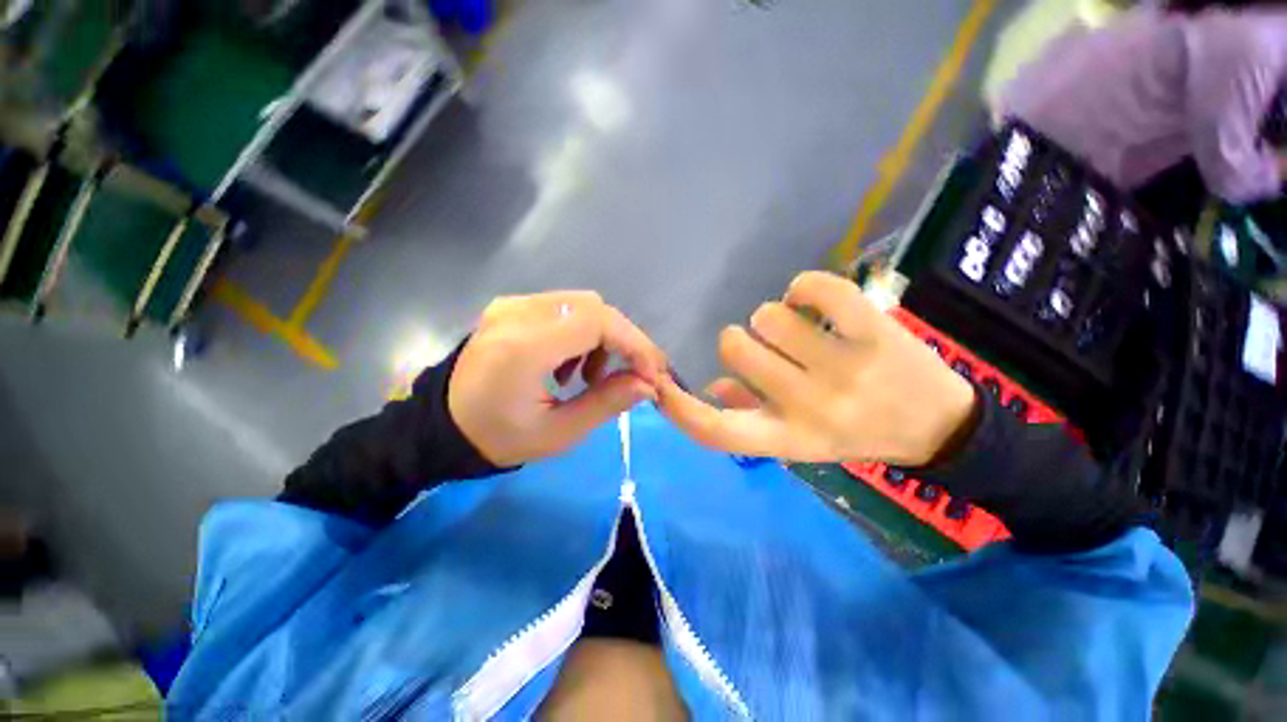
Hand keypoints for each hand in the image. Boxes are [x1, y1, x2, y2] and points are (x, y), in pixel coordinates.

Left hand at [449, 291, 666, 466]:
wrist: (442, 426)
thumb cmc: (498, 438)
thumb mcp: (559, 433)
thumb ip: (607, 403)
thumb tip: (648, 385)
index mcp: (524, 348)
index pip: (597, 322)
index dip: (634, 343)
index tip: (651, 372)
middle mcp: (517, 314)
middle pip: (594, 308)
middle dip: (623, 340)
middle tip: (630, 375)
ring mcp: (511, 305)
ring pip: (581, 305)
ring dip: (601, 336)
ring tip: (592, 376)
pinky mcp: (510, 306)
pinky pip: (562, 308)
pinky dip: (581, 332)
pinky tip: (569, 363)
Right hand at [658, 271, 977, 464]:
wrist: (942, 429)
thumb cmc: (861, 434)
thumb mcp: (800, 440)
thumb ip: (749, 414)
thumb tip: (712, 386)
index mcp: (787, 438)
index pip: (716, 431)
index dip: (679, 409)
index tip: (659, 387)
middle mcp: (808, 407)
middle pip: (734, 348)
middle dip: (739, 340)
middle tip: (765, 346)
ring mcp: (844, 368)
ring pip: (768, 316)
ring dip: (772, 318)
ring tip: (795, 328)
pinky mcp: (875, 332)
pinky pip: (816, 289)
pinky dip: (804, 288)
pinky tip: (811, 302)